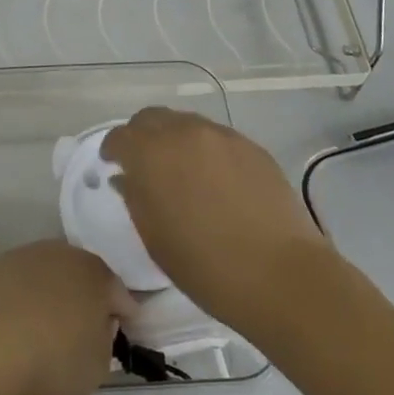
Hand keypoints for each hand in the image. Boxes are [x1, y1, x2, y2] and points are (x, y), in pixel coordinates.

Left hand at [0, 241, 131, 394]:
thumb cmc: (53, 356)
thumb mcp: (96, 367)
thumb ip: (104, 344)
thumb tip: (98, 328)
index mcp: (98, 275)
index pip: (121, 295)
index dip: (124, 316)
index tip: (121, 335)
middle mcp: (65, 254)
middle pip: (84, 277)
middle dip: (88, 300)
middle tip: (85, 330)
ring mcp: (29, 254)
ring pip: (51, 275)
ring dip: (54, 296)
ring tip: (47, 328)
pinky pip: (22, 283)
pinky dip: (25, 299)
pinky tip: (18, 324)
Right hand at [102, 107, 328, 330]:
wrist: (281, 276)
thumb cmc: (205, 265)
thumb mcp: (154, 238)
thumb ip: (135, 198)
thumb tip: (128, 178)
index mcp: (151, 153)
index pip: (120, 137)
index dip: (112, 150)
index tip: (112, 166)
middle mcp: (184, 132)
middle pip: (152, 118)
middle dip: (141, 136)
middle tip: (143, 164)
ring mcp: (222, 136)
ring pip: (186, 124)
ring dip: (174, 140)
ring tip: (181, 171)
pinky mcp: (251, 147)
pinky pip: (216, 138)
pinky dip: (205, 150)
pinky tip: (214, 180)